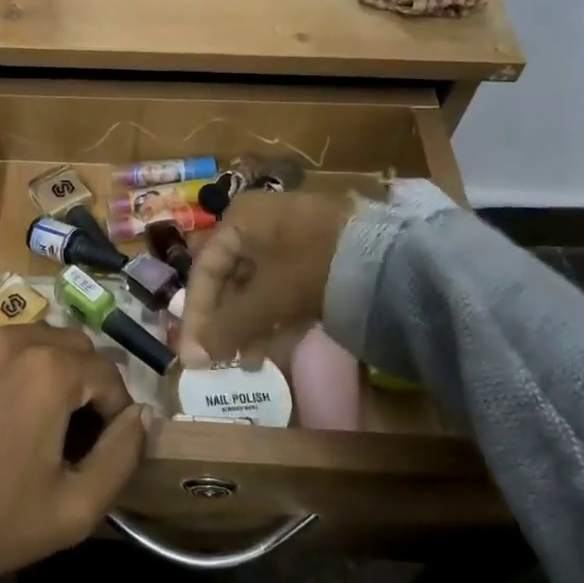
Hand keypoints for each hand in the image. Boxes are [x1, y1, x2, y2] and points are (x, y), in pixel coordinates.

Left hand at [0, 326, 147, 581]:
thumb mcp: (76, 507)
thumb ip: (122, 455)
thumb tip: (142, 415)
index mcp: (50, 371)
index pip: (108, 372)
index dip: (114, 408)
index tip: (102, 441)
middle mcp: (11, 341)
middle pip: (70, 343)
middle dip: (82, 377)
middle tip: (70, 423)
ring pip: (27, 338)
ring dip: (42, 367)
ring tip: (29, 413)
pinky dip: (0, 368)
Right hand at [177, 191, 356, 368]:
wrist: (391, 258)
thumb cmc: (313, 267)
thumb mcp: (267, 299)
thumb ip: (229, 327)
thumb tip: (195, 356)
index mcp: (241, 219)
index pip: (204, 270)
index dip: (196, 316)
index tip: (192, 354)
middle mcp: (260, 222)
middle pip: (229, 278)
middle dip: (225, 324)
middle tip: (220, 362)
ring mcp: (291, 237)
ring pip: (256, 286)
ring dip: (248, 326)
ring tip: (249, 363)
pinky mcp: (316, 255)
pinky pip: (282, 287)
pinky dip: (273, 317)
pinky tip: (271, 349)